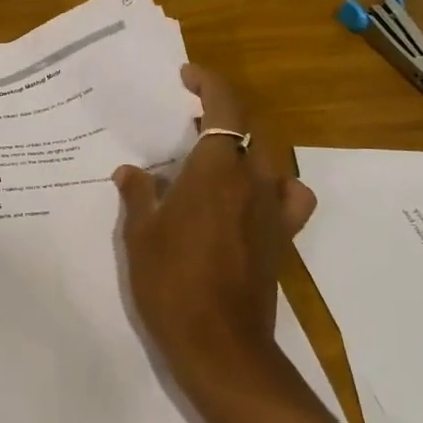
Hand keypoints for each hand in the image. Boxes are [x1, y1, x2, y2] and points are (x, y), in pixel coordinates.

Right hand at [114, 65, 317, 407]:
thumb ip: (138, 195)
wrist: (219, 346)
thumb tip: (132, 171)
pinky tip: (254, 197)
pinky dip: (277, 185)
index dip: (208, 83)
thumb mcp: (140, 236)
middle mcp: (252, 182)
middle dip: (222, 114)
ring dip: (247, 146)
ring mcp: (273, 211)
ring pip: (272, 159)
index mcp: (215, 172)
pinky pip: (290, 197)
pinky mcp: (283, 239)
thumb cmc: (171, 284)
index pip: (224, 108)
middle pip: (249, 129)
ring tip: (218, 155)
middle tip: (188, 120)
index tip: (186, 76)